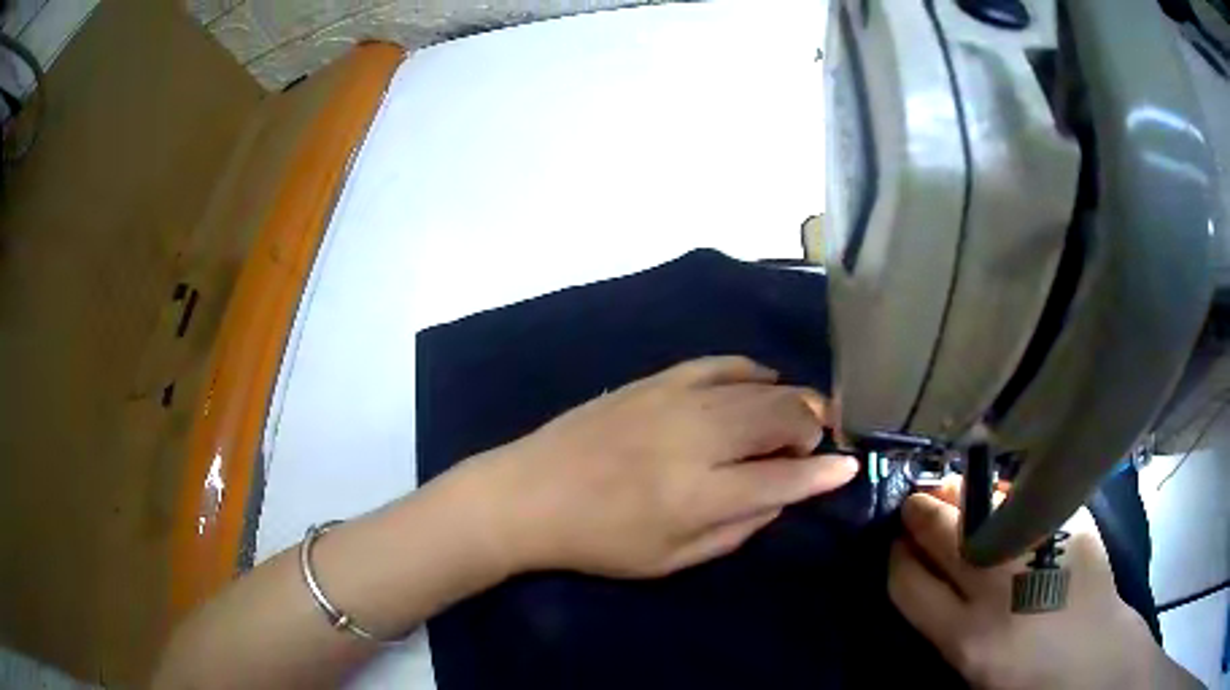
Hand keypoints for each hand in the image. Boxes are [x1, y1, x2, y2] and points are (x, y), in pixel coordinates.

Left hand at [472, 356, 858, 577]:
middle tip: (817, 442)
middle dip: (814, 427)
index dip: (824, 472)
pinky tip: (764, 381)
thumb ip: (736, 529)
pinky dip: (752, 371)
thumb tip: (780, 496)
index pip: (786, 476)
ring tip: (801, 414)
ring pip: (760, 388)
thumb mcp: (672, 559)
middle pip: (782, 417)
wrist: (529, 494)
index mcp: (702, 495)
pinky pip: (720, 363)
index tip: (849, 467)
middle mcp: (698, 439)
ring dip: (792, 399)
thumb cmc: (600, 541)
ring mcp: (675, 400)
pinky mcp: (655, 380)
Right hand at [889, 493, 1196, 689]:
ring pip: (977, 503)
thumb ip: (944, 617)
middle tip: (916, 504)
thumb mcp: (971, 661)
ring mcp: (1036, 547)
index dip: (895, 556)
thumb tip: (922, 566)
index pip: (906, 581)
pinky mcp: (1069, 522)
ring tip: (951, 491)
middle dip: (918, 511)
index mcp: (966, 634)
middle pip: (937, 529)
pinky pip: (1021, 496)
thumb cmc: (1025, 671)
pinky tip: (999, 497)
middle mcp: (996, 585)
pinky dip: (1001, 494)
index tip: (897, 544)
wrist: (1091, 655)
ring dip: (954, 494)